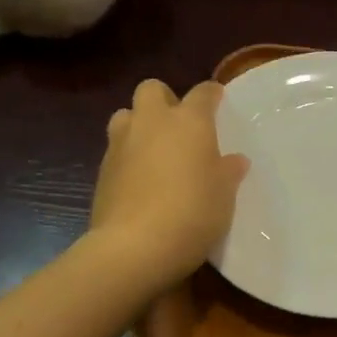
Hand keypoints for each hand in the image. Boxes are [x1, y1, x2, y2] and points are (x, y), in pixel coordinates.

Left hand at [90, 79, 248, 288]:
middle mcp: (152, 122)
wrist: (133, 247)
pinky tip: (140, 180)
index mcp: (189, 121)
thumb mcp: (224, 195)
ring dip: (139, 124)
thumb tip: (234, 160)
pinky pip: (116, 149)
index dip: (211, 95)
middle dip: (165, 99)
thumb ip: (228, 172)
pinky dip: (127, 156)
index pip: (202, 93)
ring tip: (154, 149)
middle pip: (152, 89)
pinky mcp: (102, 170)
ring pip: (125, 115)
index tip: (218, 101)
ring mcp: (121, 144)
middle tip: (178, 124)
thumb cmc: (192, 213)